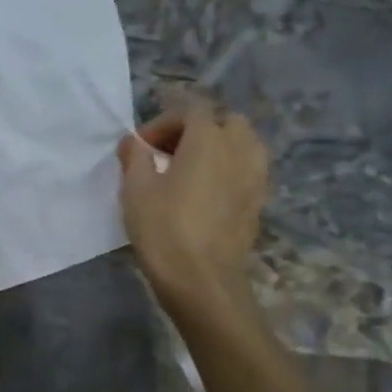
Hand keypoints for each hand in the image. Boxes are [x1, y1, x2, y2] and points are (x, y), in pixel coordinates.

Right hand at [117, 102, 267, 311]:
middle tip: (169, 153)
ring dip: (218, 148)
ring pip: (243, 144)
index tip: (141, 148)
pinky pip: (247, 171)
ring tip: (190, 171)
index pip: (190, 110)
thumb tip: (133, 142)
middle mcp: (240, 149)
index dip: (162, 123)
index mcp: (209, 139)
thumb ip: (134, 157)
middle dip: (197, 130)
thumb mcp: (136, 189)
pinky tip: (206, 194)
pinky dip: (228, 171)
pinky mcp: (258, 202)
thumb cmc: (164, 229)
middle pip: (225, 122)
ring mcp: (255, 177)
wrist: (202, 280)